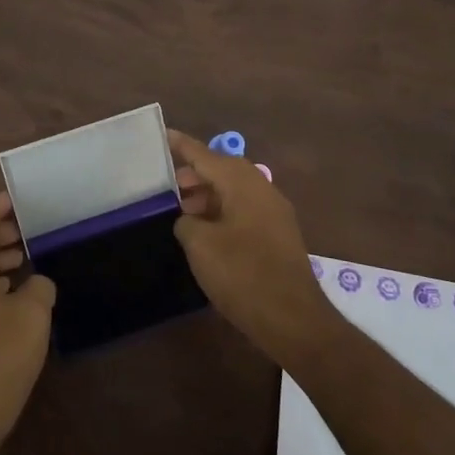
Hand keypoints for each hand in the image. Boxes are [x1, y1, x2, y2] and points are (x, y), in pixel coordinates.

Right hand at [169, 130, 338, 365]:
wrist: (293, 319)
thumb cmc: (242, 275)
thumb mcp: (200, 246)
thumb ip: (186, 222)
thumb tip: (188, 219)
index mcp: (242, 183)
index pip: (205, 155)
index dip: (181, 145)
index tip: (161, 134)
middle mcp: (261, 189)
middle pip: (222, 170)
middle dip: (193, 175)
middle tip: (165, 186)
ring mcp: (274, 212)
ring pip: (234, 191)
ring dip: (207, 196)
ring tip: (180, 212)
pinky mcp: (278, 235)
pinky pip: (244, 210)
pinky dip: (222, 212)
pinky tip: (205, 232)